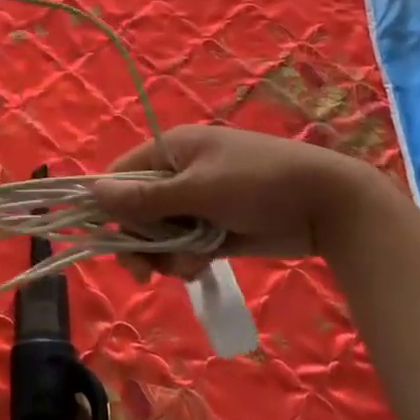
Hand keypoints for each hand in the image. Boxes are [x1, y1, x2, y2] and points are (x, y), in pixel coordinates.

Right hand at [90, 125, 392, 278]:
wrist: (326, 204)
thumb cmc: (258, 183)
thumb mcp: (199, 189)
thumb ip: (146, 197)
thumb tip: (93, 193)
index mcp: (171, 150)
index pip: (121, 175)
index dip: (110, 205)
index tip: (107, 238)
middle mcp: (179, 173)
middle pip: (137, 210)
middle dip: (141, 240)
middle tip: (144, 269)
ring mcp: (198, 202)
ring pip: (160, 234)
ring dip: (166, 254)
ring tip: (190, 263)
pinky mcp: (215, 227)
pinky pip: (184, 246)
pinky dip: (188, 258)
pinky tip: (203, 265)